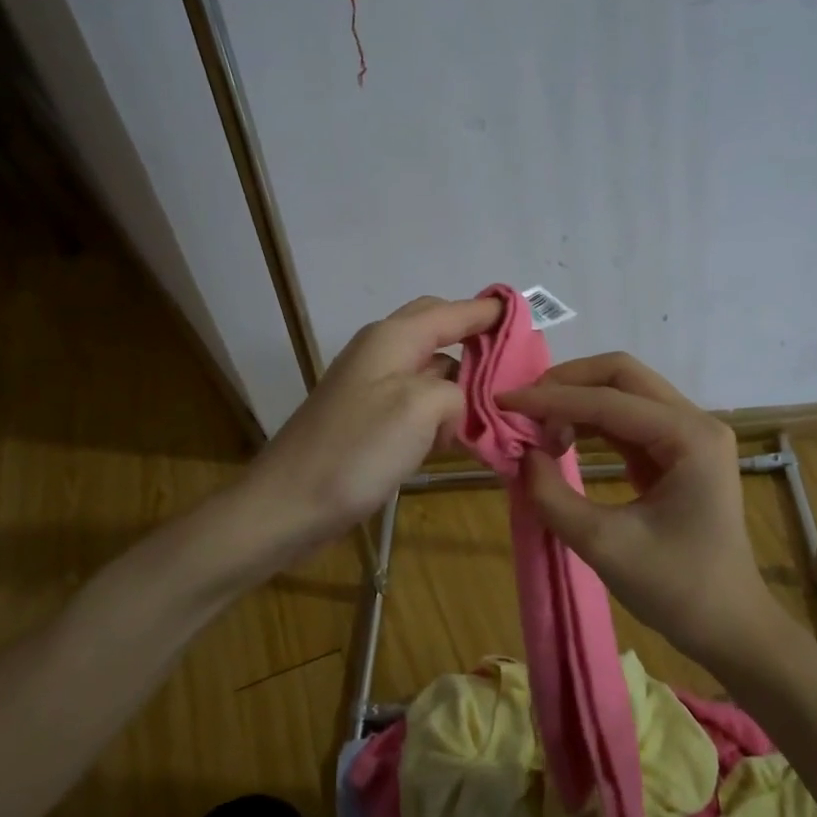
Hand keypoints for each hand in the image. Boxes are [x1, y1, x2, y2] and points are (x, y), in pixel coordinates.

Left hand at [242, 295, 501, 559]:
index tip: (528, 318)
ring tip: (496, 407)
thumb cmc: (355, 451)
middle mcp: (382, 352)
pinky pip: (417, 402)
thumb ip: (455, 390)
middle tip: (514, 367)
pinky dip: (442, 411)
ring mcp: (372, 387)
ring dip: (462, 383)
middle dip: (477, 342)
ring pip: (431, 369)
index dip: (490, 311)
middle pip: (439, 331)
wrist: (288, 506)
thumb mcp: (419, 408)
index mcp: (393, 339)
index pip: (452, 310)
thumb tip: (456, 403)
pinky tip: (458, 436)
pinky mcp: (369, 420)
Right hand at [498, 352, 776, 668]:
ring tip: (536, 428)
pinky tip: (562, 438)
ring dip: (578, 401)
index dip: (552, 399)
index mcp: (689, 437)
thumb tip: (522, 455)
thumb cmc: (676, 589)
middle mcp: (695, 422)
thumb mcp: (603, 545)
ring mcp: (689, 435)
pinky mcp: (678, 452)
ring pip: (625, 392)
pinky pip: (628, 420)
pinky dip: (591, 423)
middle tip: (523, 406)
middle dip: (568, 384)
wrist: (729, 627)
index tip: (503, 401)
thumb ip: (553, 495)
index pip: (609, 400)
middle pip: (622, 375)